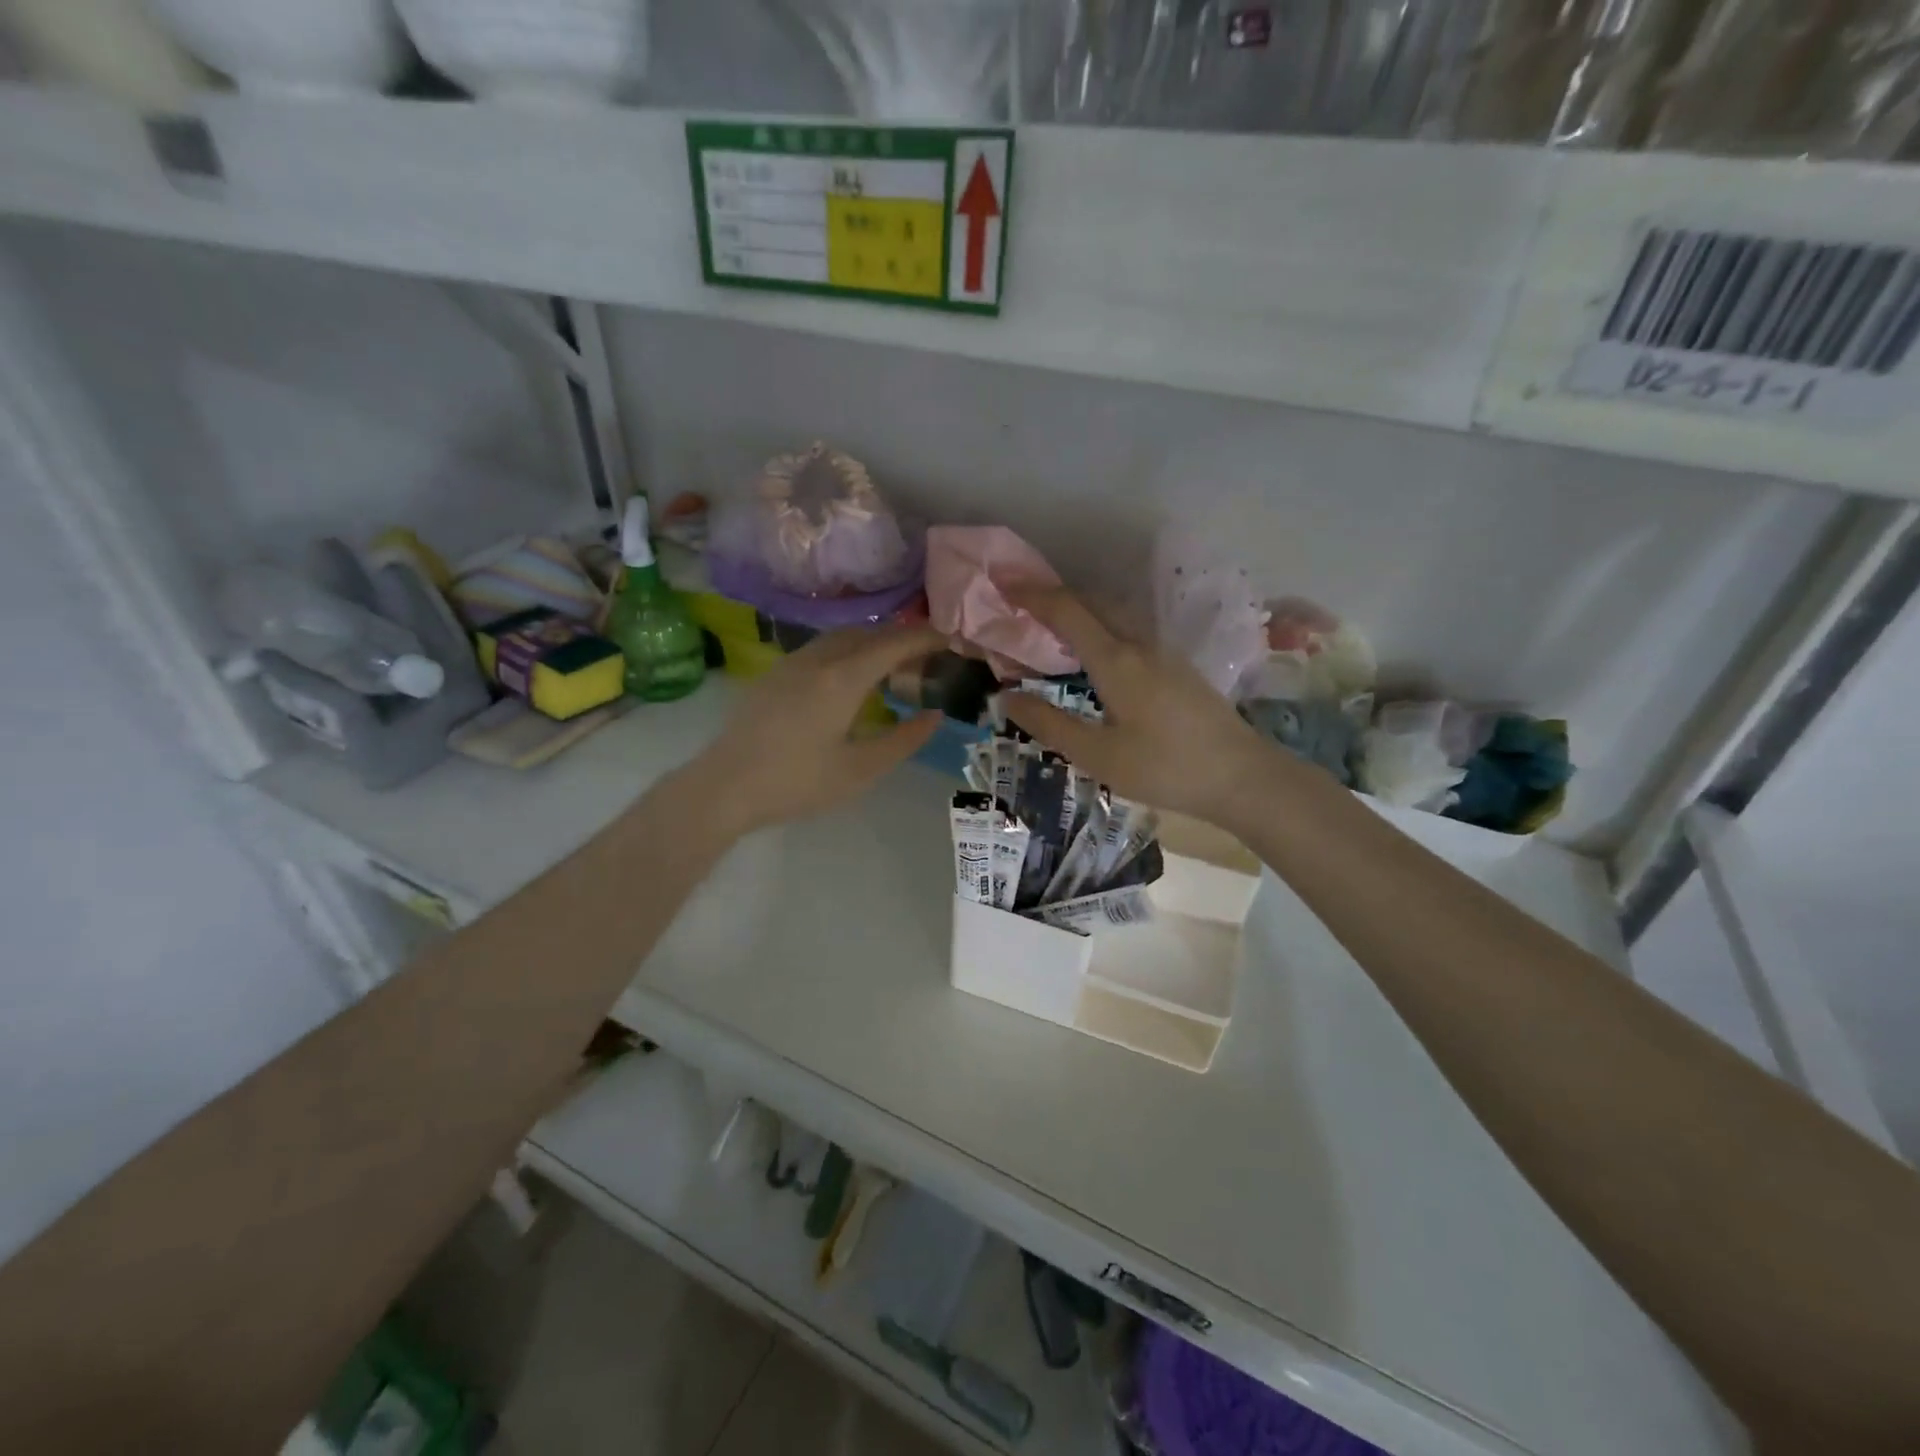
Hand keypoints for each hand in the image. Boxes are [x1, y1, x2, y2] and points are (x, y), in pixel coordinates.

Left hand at [684, 624, 945, 835]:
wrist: (724, 787)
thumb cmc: (797, 783)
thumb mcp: (860, 770)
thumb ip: (903, 740)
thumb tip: (935, 715)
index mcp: (842, 679)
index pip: (893, 644)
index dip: (926, 637)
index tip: (952, 637)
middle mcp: (817, 660)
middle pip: (867, 633)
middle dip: (901, 637)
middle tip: (928, 653)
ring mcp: (791, 664)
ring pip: (841, 637)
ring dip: (872, 642)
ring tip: (894, 664)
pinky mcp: (774, 675)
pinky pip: (821, 648)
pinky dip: (848, 651)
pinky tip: (851, 677)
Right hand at [1001, 588, 1276, 828]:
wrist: (1242, 777)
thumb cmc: (1166, 768)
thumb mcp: (1098, 756)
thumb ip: (1050, 725)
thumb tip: (1006, 698)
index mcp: (1117, 660)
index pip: (1067, 611)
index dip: (1032, 594)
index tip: (1002, 582)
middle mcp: (1140, 643)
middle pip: (1092, 603)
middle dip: (1053, 596)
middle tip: (1020, 602)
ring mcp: (1164, 652)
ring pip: (1114, 614)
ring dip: (1079, 610)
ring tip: (1050, 624)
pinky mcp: (1178, 666)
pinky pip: (1129, 629)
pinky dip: (1100, 626)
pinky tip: (1095, 652)